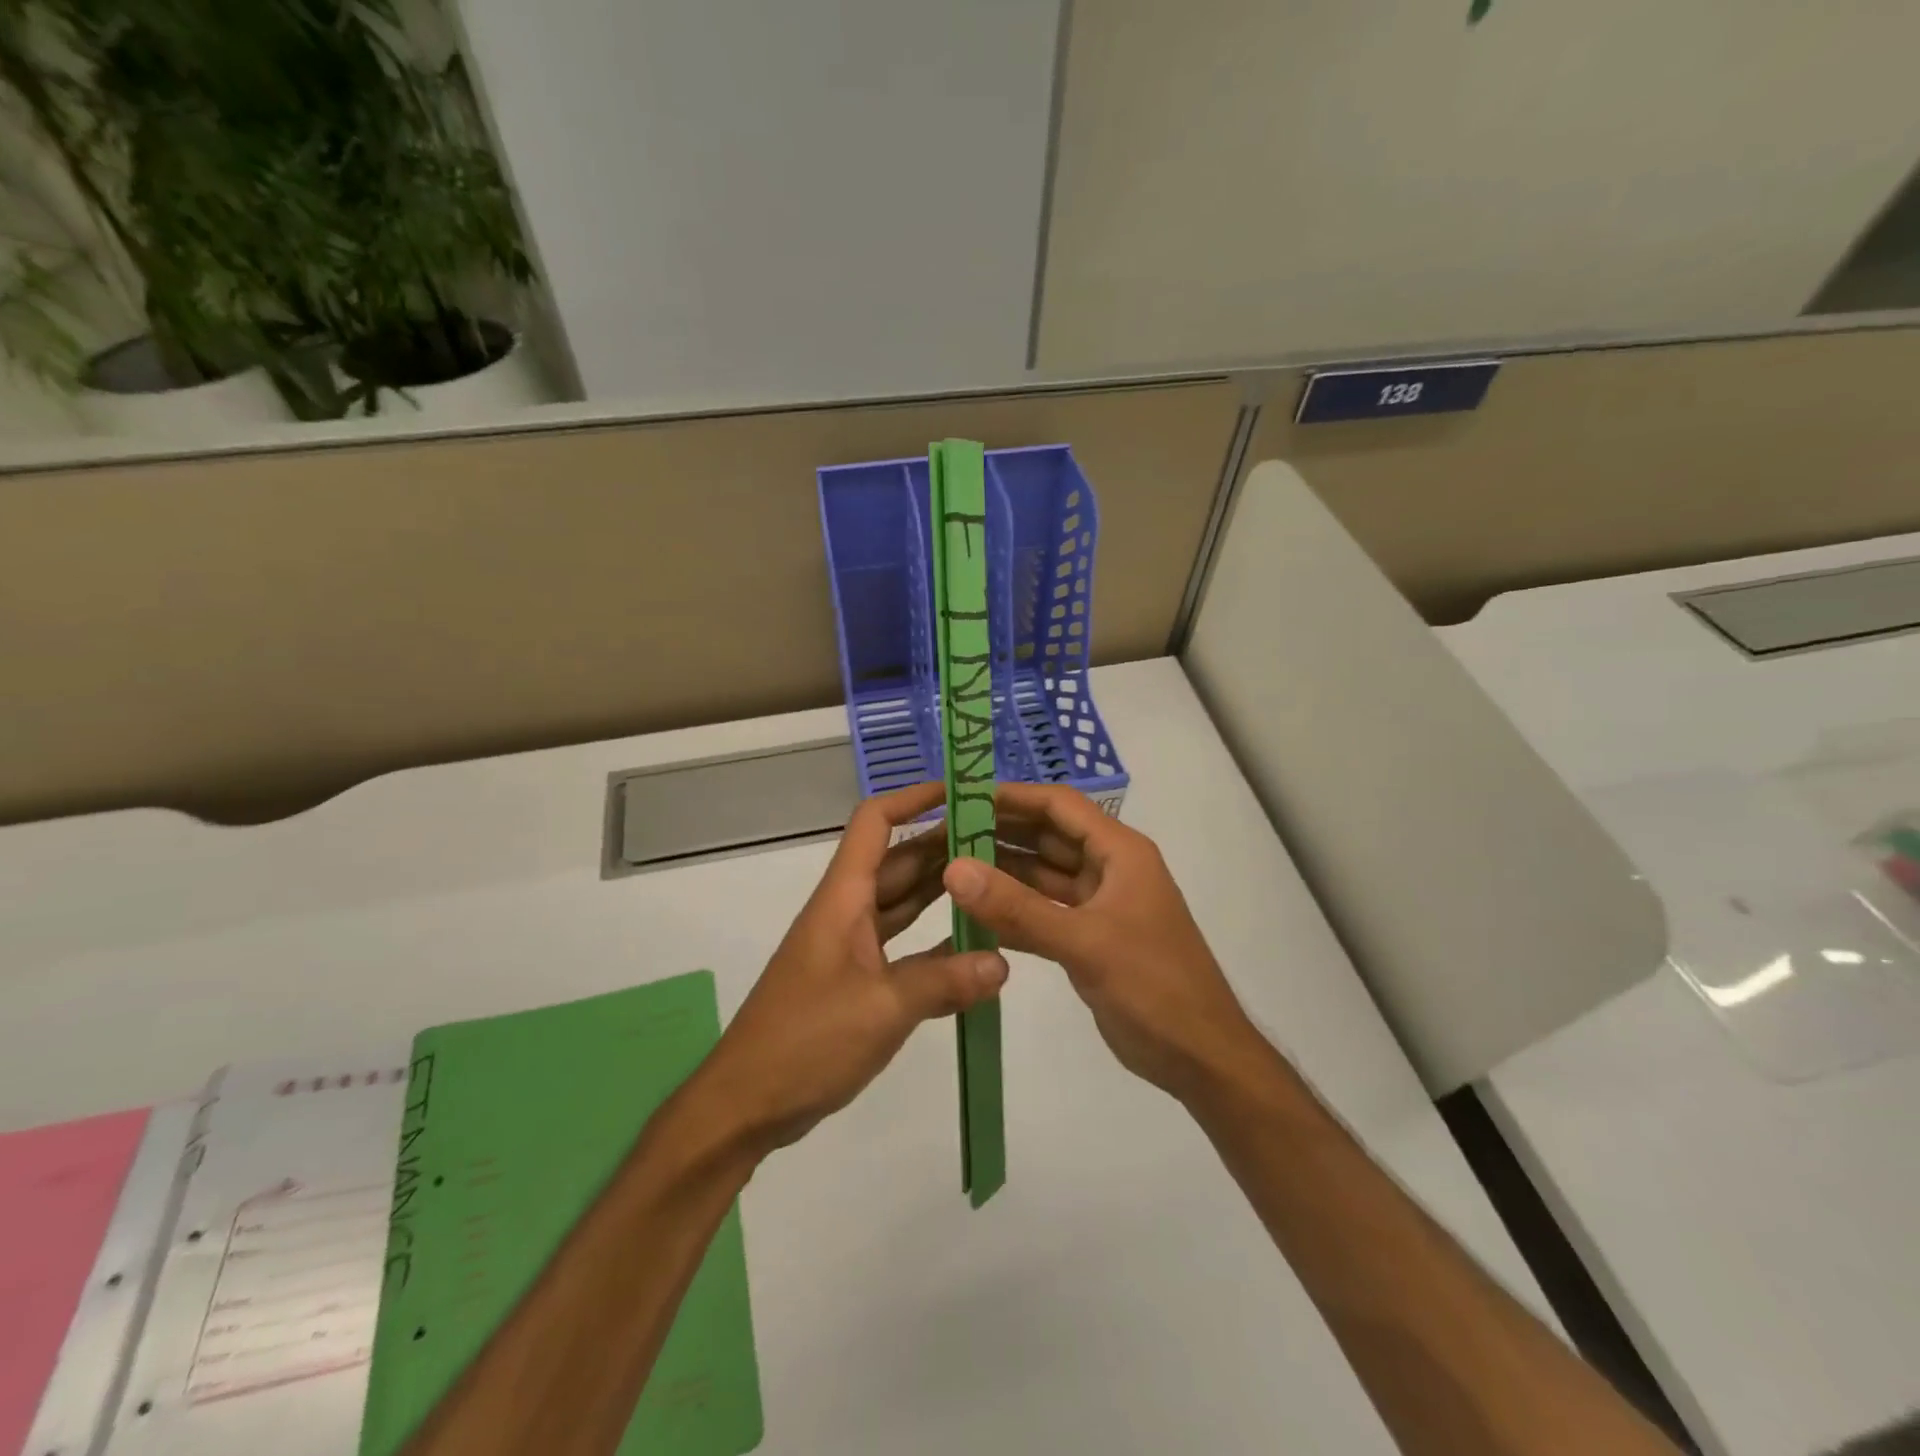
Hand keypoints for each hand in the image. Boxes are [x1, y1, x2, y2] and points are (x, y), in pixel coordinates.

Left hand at [692, 781, 1009, 1154]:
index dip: (914, 798)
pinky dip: (935, 942)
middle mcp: (847, 912)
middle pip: (898, 861)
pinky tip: (974, 949)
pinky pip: (903, 946)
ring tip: (997, 882)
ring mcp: (850, 948)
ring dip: (943, 892)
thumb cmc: (806, 1041)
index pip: (875, 822)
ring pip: (903, 903)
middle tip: (1003, 841)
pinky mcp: (856, 982)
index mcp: (843, 899)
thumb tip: (1003, 964)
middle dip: (946, 846)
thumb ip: (945, 981)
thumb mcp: (882, 1008)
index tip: (962, 792)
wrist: (746, 1104)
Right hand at [944, 784, 1262, 1104]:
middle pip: (1048, 836)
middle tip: (944, 833)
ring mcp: (1099, 904)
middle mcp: (1109, 868)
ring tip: (949, 867)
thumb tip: (955, 869)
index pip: (1060, 805)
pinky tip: (972, 914)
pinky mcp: (1089, 937)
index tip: (962, 798)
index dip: (1013, 797)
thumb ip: (1018, 909)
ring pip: (1043, 875)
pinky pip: (1044, 911)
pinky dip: (1013, 911)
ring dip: (1003, 871)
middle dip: (1000, 832)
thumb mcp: (1085, 943)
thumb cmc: (1153, 987)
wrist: (1200, 1057)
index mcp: (1120, 852)